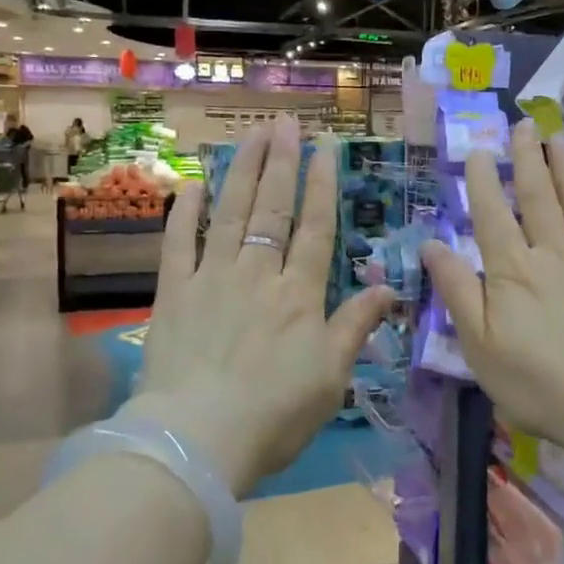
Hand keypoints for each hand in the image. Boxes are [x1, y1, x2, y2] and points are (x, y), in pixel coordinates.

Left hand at [133, 117, 394, 495]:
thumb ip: (356, 326)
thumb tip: (390, 288)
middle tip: (286, 123)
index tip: (324, 148)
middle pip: (273, 208)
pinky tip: (193, 185)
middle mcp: (259, 273)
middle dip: (281, 162)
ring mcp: (213, 278)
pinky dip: (185, 212)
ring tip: (250, 135)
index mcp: (300, 294)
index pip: (315, 228)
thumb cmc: (275, 414)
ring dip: (241, 171)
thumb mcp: (331, 377)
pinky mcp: (173, 292)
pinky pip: (178, 243)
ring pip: (231, 213)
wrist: (199, 440)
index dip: (321, 185)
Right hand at [420, 122, 563, 453]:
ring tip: (559, 138)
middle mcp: (552, 254)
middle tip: (524, 124)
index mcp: (512, 270)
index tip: (479, 150)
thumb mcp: (479, 344)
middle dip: (528, 158)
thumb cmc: (536, 380)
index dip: (483, 180)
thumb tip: (433, 244)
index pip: (493, 213)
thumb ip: (457, 290)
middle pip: (538, 197)